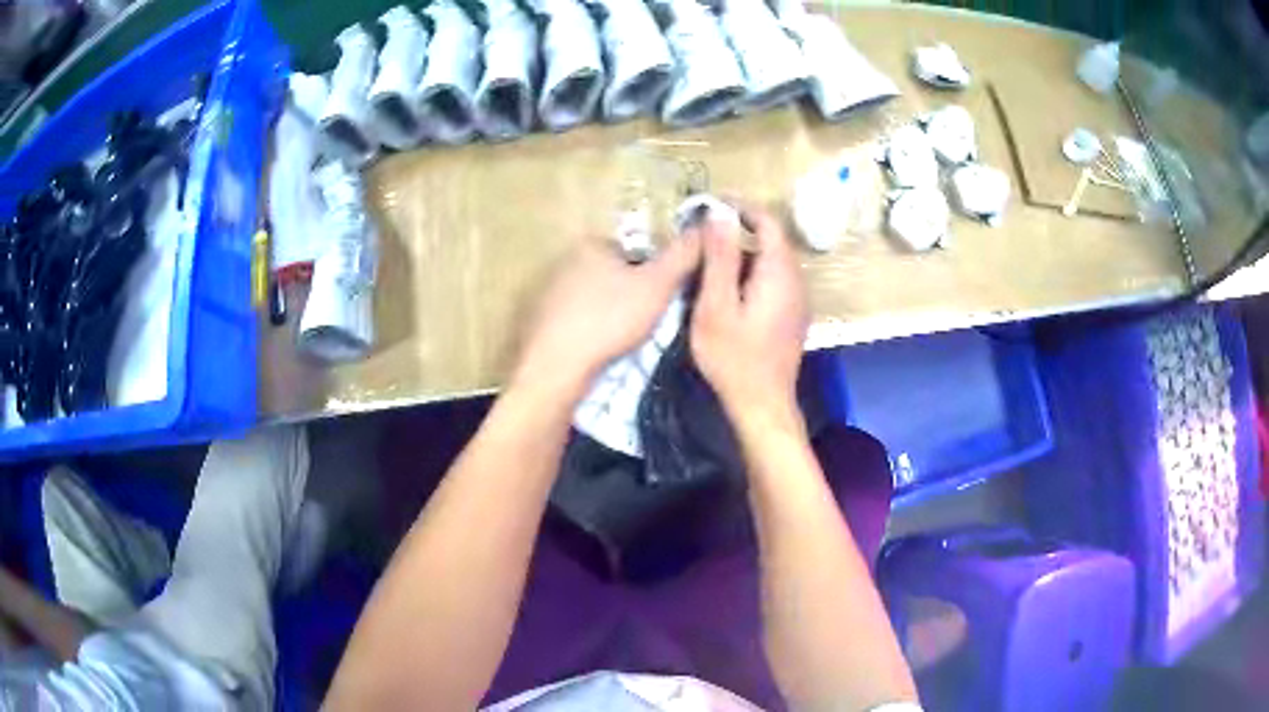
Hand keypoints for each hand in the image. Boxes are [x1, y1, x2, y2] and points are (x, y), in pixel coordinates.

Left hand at [514, 235, 700, 395]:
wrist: (557, 368)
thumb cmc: (610, 320)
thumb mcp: (658, 285)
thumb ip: (684, 254)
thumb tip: (711, 223)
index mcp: (591, 244)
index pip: (635, 250)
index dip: (655, 272)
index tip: (664, 297)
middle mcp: (564, 262)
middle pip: (613, 274)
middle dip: (631, 293)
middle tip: (649, 321)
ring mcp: (548, 293)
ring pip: (594, 299)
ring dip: (610, 314)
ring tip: (626, 340)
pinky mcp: (539, 323)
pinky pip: (575, 321)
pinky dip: (589, 332)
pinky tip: (599, 350)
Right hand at [690, 204, 807, 429]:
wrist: (762, 404)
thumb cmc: (734, 358)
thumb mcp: (715, 306)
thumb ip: (719, 258)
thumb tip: (719, 215)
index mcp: (779, 272)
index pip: (767, 221)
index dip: (741, 208)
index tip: (711, 206)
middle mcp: (795, 280)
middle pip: (770, 240)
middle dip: (737, 232)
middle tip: (700, 239)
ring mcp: (797, 300)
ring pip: (770, 261)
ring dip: (741, 255)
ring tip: (707, 265)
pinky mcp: (792, 315)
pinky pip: (772, 280)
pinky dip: (750, 274)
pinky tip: (726, 292)